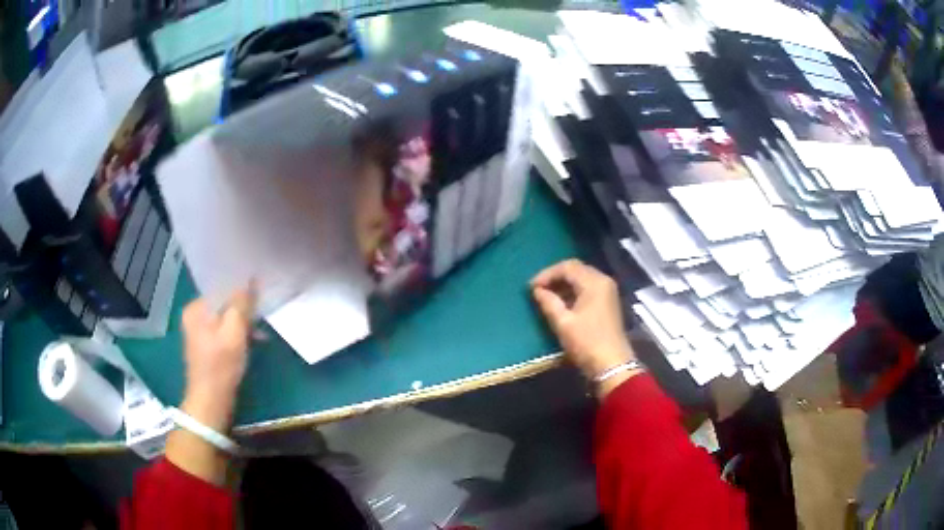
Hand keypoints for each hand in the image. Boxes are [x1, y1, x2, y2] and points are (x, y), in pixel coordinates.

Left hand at [180, 286, 255, 430]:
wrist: (211, 401)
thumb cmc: (221, 365)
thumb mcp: (234, 332)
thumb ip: (242, 304)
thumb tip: (251, 279)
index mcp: (195, 308)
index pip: (221, 288)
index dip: (241, 289)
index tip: (260, 292)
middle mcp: (194, 315)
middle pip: (223, 303)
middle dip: (243, 308)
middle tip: (262, 312)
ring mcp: (199, 331)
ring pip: (225, 317)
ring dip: (242, 322)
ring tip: (260, 329)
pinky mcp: (207, 345)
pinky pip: (224, 330)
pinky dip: (237, 333)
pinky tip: (252, 340)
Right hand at [531, 260, 637, 388]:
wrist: (612, 365)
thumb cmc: (586, 343)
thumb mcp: (563, 323)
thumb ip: (548, 302)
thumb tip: (537, 290)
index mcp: (594, 282)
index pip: (567, 267)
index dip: (547, 274)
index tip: (531, 287)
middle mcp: (603, 281)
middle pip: (576, 269)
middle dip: (555, 277)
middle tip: (537, 289)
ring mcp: (607, 292)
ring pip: (582, 278)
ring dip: (563, 285)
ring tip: (545, 296)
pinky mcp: (607, 303)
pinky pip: (587, 288)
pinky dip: (573, 292)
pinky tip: (561, 303)